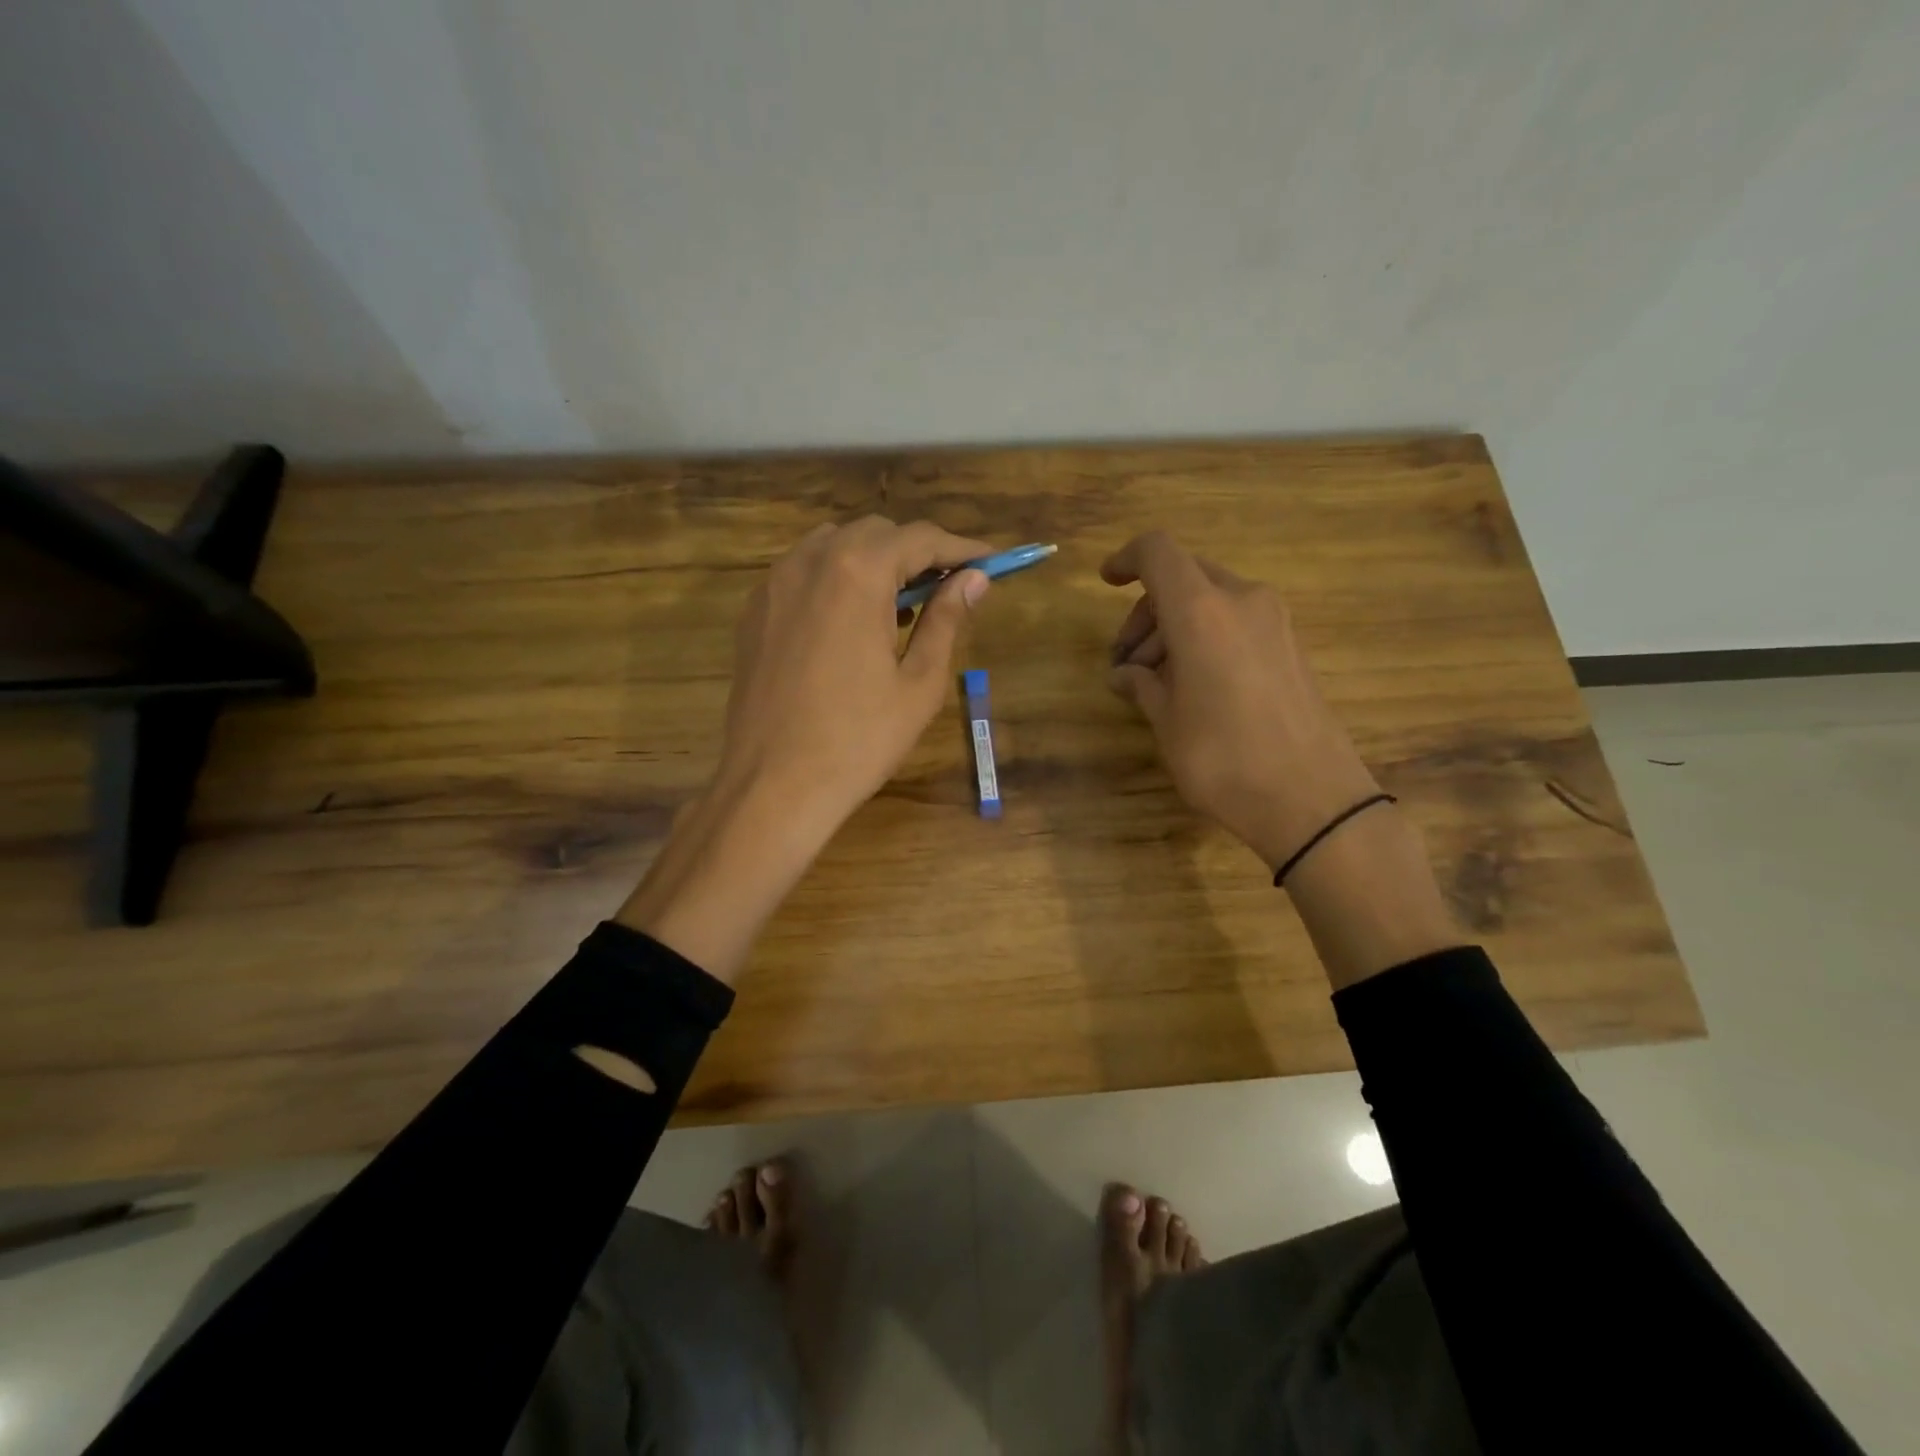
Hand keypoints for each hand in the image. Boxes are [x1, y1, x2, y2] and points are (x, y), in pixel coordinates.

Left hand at [716, 516, 993, 832]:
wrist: (772, 786)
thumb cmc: (858, 740)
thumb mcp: (918, 684)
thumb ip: (947, 620)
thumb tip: (975, 580)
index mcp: (857, 573)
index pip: (920, 538)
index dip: (961, 548)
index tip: (990, 561)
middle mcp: (810, 562)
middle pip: (875, 533)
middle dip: (916, 552)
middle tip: (948, 589)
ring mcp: (774, 584)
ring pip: (834, 546)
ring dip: (874, 562)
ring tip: (900, 607)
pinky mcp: (755, 612)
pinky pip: (803, 573)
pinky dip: (836, 580)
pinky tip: (852, 623)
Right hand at [1102, 531, 1380, 870]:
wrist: (1312, 800)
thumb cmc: (1223, 757)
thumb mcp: (1167, 722)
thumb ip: (1142, 685)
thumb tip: (1124, 674)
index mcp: (1202, 610)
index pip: (1158, 552)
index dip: (1127, 559)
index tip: (1107, 582)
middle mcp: (1241, 601)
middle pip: (1184, 578)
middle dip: (1147, 611)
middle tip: (1126, 662)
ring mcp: (1274, 622)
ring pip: (1212, 600)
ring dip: (1175, 628)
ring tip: (1154, 682)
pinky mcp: (1291, 647)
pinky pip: (1237, 622)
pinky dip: (1207, 637)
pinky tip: (1193, 685)